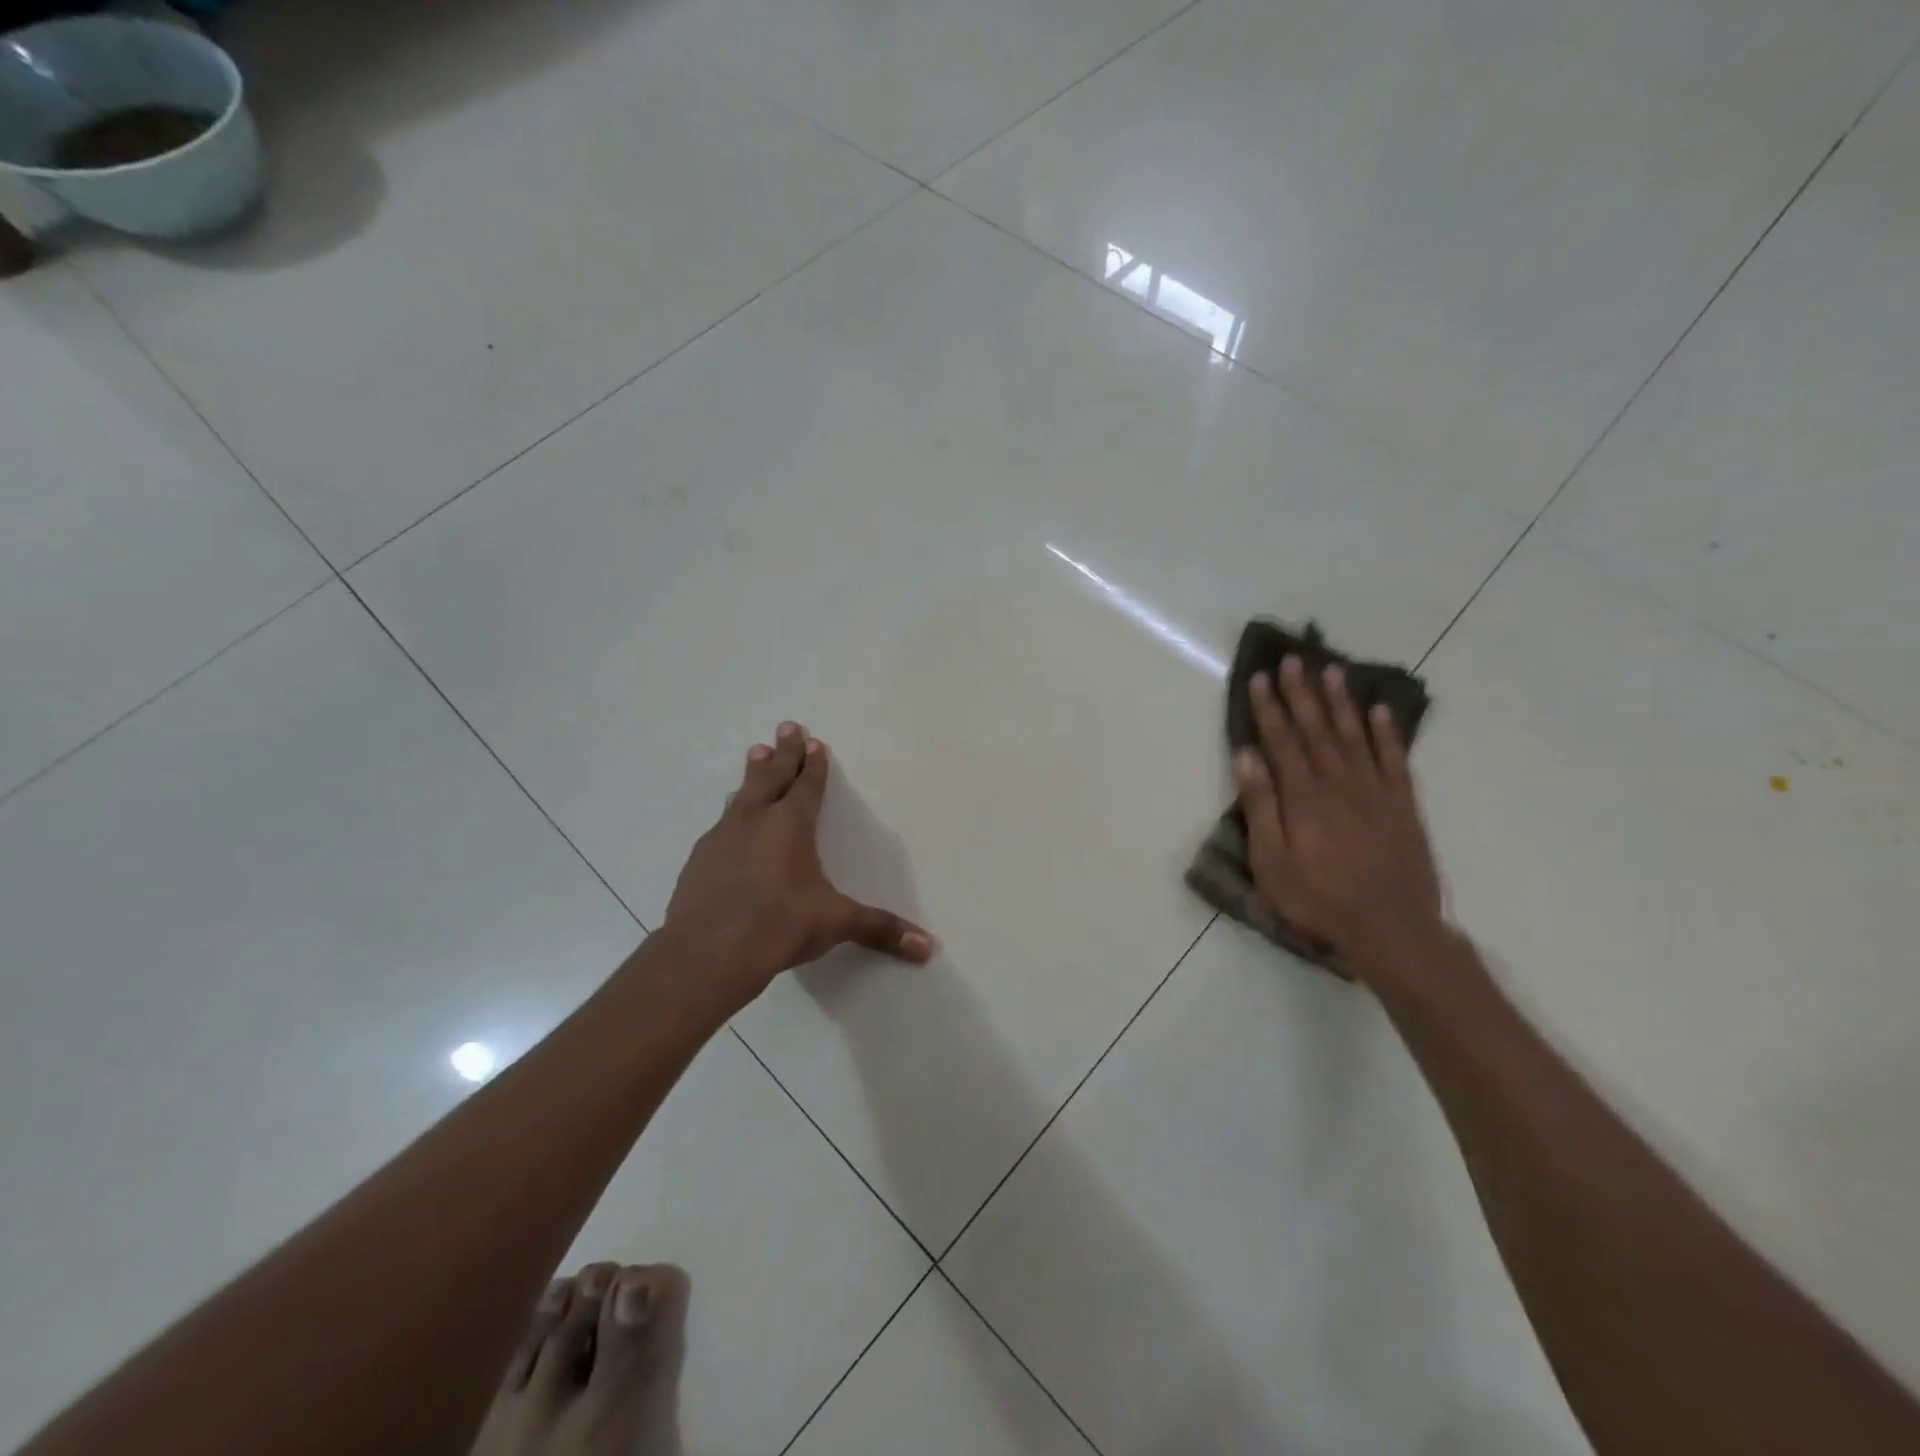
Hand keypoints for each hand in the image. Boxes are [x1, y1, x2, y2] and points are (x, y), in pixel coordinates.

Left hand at [663, 722, 933, 1009]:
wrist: (707, 953)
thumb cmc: (779, 926)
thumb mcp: (836, 923)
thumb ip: (880, 929)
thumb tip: (928, 946)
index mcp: (790, 826)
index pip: (806, 786)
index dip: (813, 764)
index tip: (813, 741)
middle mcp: (755, 822)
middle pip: (770, 777)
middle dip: (782, 752)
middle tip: (785, 726)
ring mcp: (721, 839)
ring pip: (741, 797)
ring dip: (752, 776)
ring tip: (754, 755)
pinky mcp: (697, 862)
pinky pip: (719, 828)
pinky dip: (730, 817)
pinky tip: (727, 826)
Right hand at [1232, 657, 1444, 981]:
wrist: (1392, 930)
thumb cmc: (1318, 900)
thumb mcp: (1272, 861)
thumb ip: (1260, 806)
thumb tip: (1247, 756)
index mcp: (1304, 797)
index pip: (1282, 740)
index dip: (1269, 707)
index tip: (1259, 677)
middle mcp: (1339, 783)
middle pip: (1317, 729)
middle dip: (1301, 692)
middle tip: (1292, 659)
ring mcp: (1376, 792)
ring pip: (1355, 735)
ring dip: (1341, 701)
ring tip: (1331, 669)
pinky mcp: (1403, 805)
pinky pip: (1395, 759)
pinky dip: (1387, 733)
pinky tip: (1380, 711)